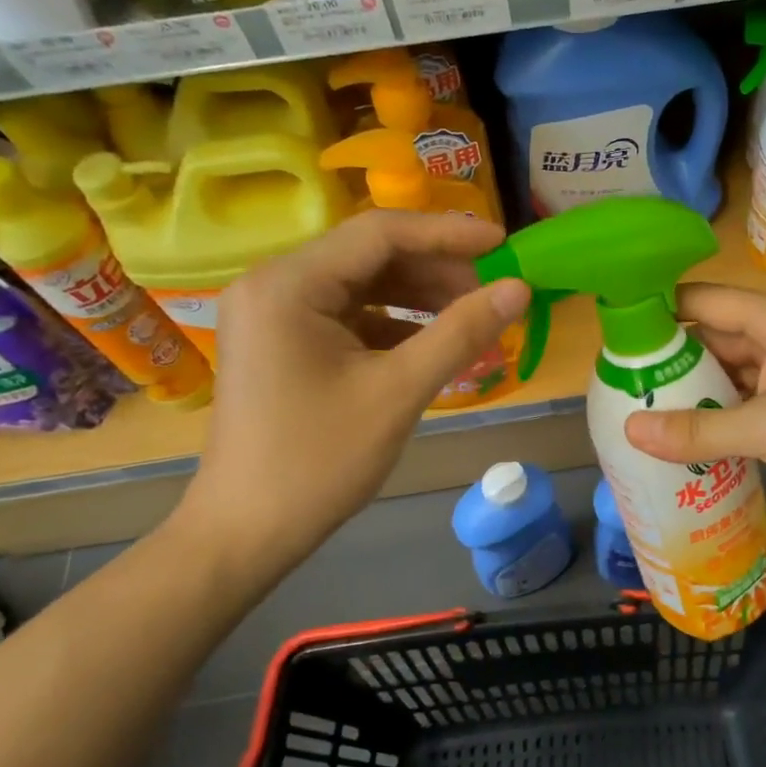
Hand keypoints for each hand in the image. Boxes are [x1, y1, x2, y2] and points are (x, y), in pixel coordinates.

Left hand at [175, 211, 529, 571]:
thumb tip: (519, 288)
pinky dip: (393, 324)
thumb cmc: (318, 462)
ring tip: (471, 319)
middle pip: (370, 256)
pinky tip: (432, 345)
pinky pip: (348, 316)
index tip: (504, 244)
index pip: (380, 233)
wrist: (246, 533)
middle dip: (436, 271)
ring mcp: (274, 315)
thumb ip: (461, 332)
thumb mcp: (398, 392)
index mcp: (288, 284)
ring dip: (418, 298)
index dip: (448, 234)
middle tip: (492, 295)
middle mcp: (273, 285)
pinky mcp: (283, 343)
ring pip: (362, 286)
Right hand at [624, 285, 765, 538]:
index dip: (660, 311)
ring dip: (696, 393)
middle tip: (622, 385)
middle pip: (716, 338)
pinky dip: (722, 417)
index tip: (615, 335)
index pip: (706, 301)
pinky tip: (688, 440)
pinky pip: (750, 403)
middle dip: (672, 360)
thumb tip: (631, 429)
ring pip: (732, 374)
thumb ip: (698, 430)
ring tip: (643, 413)